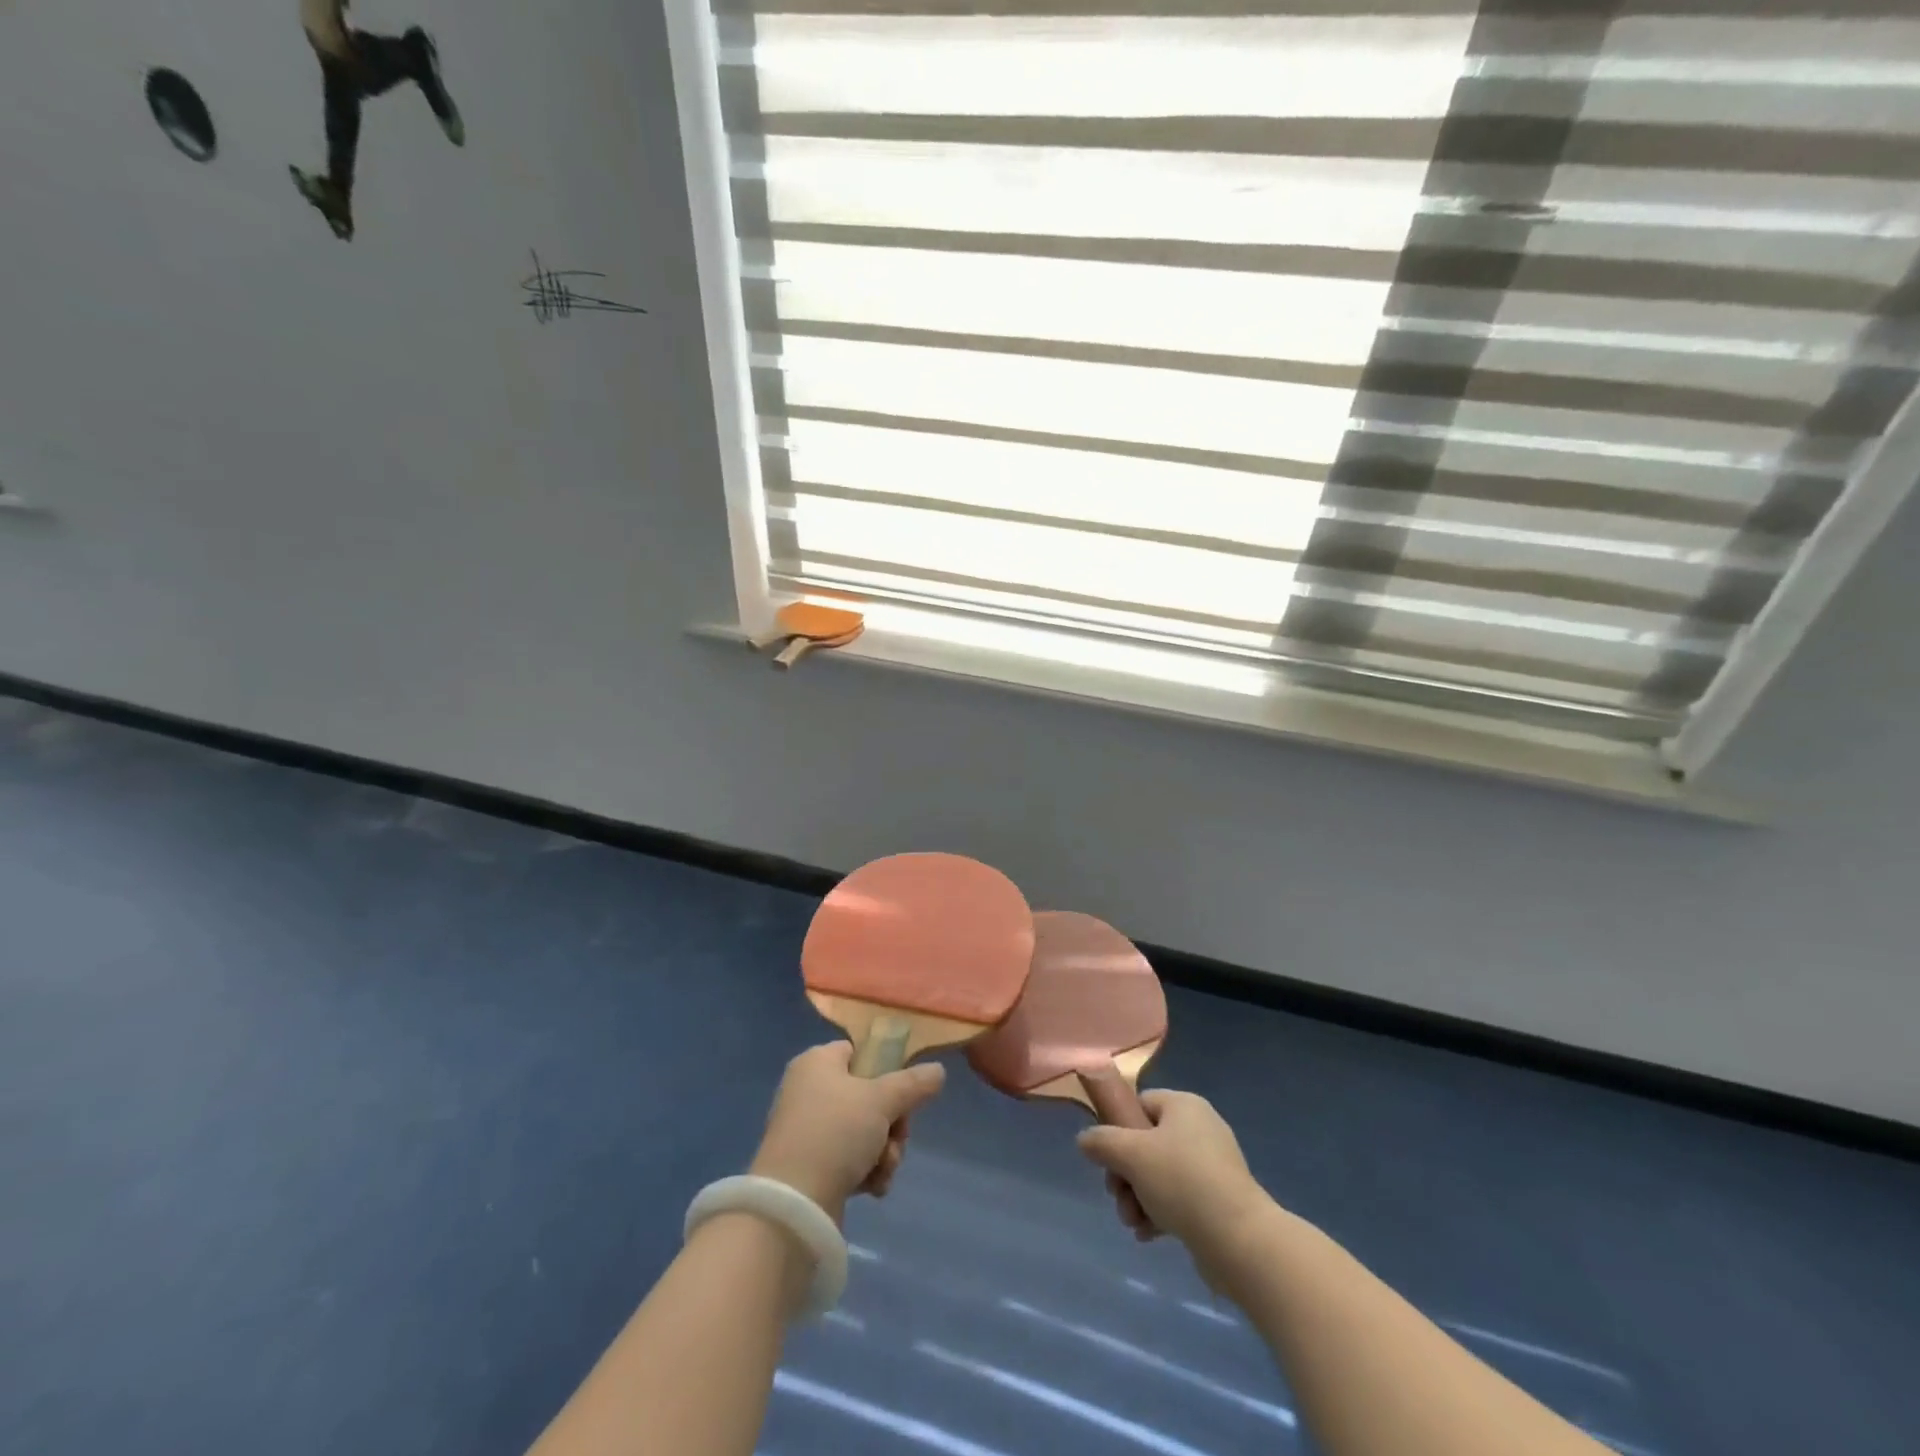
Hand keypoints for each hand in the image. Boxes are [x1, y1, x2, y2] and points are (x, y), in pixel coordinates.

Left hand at [750, 1041, 944, 1222]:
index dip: (885, 1070)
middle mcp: (808, 1090)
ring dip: (884, 1150)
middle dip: (892, 1122)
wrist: (793, 1203)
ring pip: (863, 1131)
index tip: (904, 1093)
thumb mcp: (882, 1100)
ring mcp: (807, 1129)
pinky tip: (873, 1187)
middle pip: (867, 1095)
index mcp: (817, 1062)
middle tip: (898, 1136)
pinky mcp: (808, 1165)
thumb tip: (938, 1070)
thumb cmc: (836, 1132)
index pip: (858, 1052)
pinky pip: (848, 1158)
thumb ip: (913, 1084)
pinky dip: (866, 1171)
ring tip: (884, 1168)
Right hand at [1077, 1090, 1268, 1260]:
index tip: (1108, 1158)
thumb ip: (1101, 1142)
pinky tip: (1149, 1234)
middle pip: (1146, 1143)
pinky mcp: (1221, 1199)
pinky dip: (1160, 1212)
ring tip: (1133, 1223)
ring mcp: (1213, 1165)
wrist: (1240, 1241)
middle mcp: (1201, 1128)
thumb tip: (1084, 1140)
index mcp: (1184, 1105)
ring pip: (1160, 1174)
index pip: (1140, 1104)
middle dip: (1125, 1174)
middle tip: (1117, 1196)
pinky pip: (1180, 1198)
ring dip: (1138, 1197)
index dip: (1119, 1128)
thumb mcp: (1131, 1155)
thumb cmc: (1182, 1182)